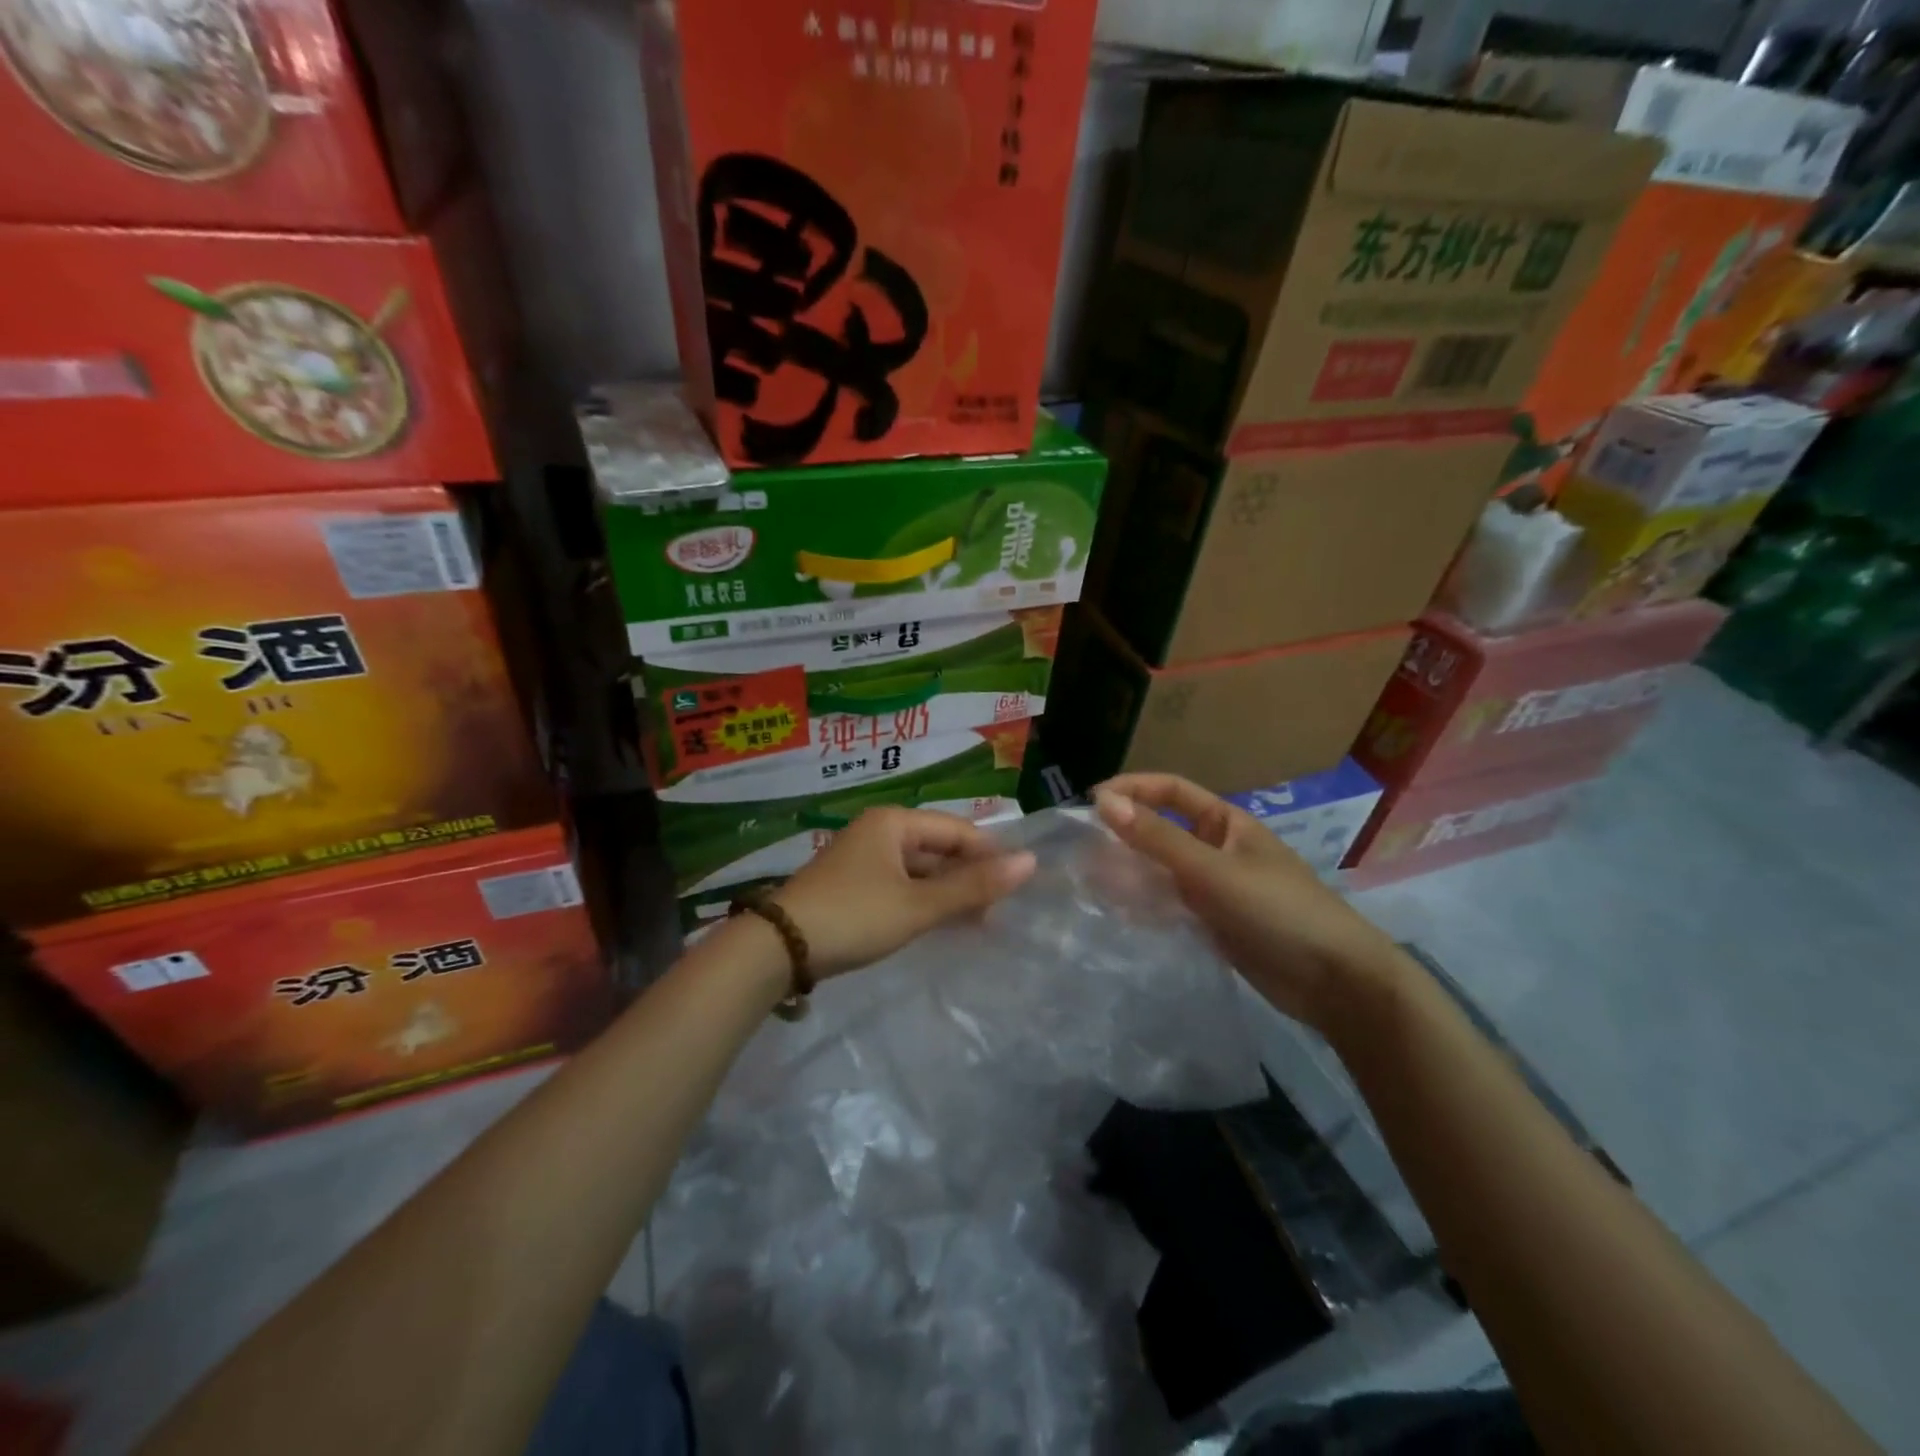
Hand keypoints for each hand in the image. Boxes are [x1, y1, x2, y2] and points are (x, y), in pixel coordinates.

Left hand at [771, 807, 1036, 979]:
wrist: (777, 948)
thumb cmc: (854, 916)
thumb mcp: (918, 905)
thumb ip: (973, 886)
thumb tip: (1030, 862)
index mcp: (894, 822)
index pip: (957, 830)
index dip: (989, 857)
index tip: (1015, 890)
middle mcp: (879, 832)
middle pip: (938, 849)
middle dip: (968, 878)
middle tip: (997, 914)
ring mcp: (863, 859)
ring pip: (920, 870)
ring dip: (947, 894)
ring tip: (976, 925)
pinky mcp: (853, 886)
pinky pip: (901, 886)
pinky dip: (923, 903)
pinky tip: (939, 926)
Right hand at [1094, 775, 1404, 1031]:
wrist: (1335, 982)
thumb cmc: (1278, 910)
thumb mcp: (1213, 870)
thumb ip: (1158, 839)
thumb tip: (1103, 802)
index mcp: (1226, 823)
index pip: (1171, 791)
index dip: (1132, 789)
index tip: (1091, 802)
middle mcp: (1217, 849)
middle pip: (1162, 830)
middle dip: (1124, 834)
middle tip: (1081, 849)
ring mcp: (1215, 888)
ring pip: (1161, 870)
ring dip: (1129, 872)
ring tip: (1089, 882)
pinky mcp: (1212, 923)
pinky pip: (1169, 904)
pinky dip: (1144, 904)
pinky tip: (1117, 912)